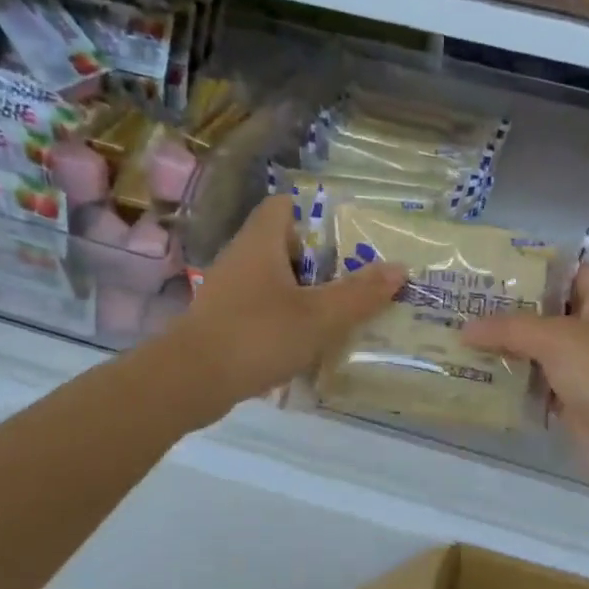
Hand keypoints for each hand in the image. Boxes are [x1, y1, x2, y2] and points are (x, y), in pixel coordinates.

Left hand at [180, 195, 406, 405]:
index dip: (316, 215)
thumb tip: (400, 268)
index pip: (285, 206)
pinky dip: (287, 320)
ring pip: (276, 282)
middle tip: (357, 280)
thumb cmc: (257, 336)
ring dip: (306, 295)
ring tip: (342, 314)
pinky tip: (309, 343)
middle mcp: (241, 259)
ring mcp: (229, 292)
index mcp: (260, 242)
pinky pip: (263, 310)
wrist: (189, 382)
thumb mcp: (318, 316)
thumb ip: (359, 294)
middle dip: (322, 262)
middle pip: (286, 246)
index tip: (348, 238)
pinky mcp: (224, 323)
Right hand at [462, 261, 588, 493]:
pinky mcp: (576, 404)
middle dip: (508, 311)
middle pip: (548, 312)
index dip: (533, 268)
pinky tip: (478, 379)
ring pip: (540, 352)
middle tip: (461, 307)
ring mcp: (587, 369)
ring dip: (506, 349)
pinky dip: (514, 384)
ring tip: (458, 340)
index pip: (568, 271)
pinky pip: (539, 386)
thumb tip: (465, 329)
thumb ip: (509, 329)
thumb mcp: (557, 338)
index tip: (489, 270)